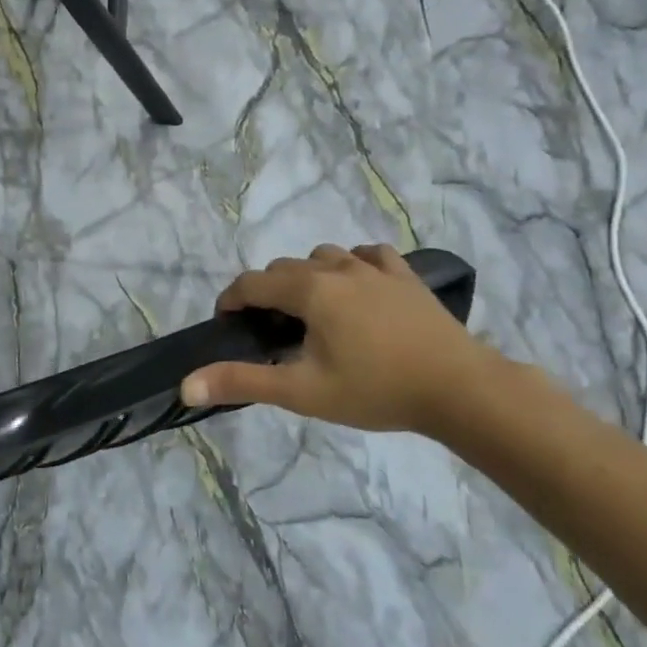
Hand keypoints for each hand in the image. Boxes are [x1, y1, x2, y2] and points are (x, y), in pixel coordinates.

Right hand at [182, 244, 508, 436]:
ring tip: (312, 312)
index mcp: (309, 290)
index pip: (252, 283)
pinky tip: (356, 288)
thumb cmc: (375, 390)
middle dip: (267, 293)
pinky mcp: (405, 276)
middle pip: (284, 269)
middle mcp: (337, 267)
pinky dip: (351, 265)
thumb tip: (185, 386)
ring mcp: (375, 268)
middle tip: (270, 332)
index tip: (228, 325)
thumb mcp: (301, 391)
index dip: (231, 301)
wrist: (461, 390)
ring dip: (306, 277)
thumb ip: (241, 382)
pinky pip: (367, 255)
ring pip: (323, 256)